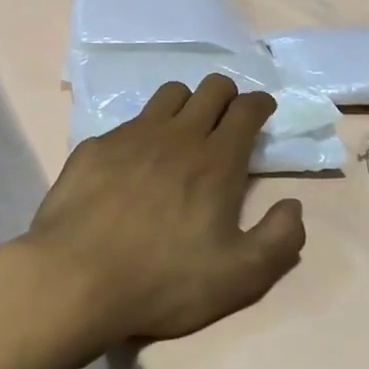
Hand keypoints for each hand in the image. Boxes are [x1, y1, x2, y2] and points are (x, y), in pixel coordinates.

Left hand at [18, 75, 306, 350]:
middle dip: (227, 95)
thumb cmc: (163, 280)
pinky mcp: (96, 146)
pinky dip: (142, 132)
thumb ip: (279, 240)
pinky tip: (132, 163)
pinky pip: (128, 122)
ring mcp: (132, 135)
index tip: (262, 112)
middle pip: (211, 88)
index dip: (260, 104)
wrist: (75, 278)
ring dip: (186, 104)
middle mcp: (177, 135)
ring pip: (169, 94)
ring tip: (183, 132)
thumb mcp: (239, 277)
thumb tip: (293, 206)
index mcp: (217, 160)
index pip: (246, 109)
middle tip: (227, 120)